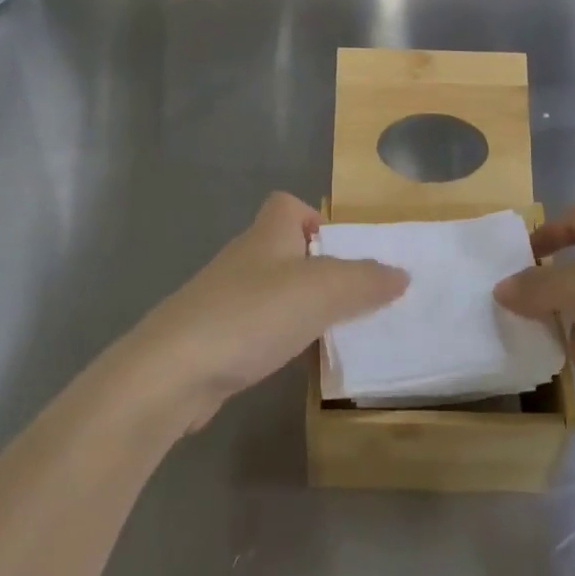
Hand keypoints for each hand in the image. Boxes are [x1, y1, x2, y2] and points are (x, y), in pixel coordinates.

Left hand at [130, 193, 406, 431]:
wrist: (173, 371)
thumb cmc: (252, 314)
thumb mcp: (323, 290)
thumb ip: (366, 280)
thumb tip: (401, 274)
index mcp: (267, 234)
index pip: (287, 204)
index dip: (314, 218)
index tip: (340, 251)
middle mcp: (244, 258)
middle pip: (283, 249)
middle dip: (316, 270)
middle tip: (349, 299)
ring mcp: (222, 299)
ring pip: (270, 291)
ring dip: (298, 307)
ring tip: (329, 333)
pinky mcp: (211, 338)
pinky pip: (254, 327)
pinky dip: (275, 339)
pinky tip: (290, 362)